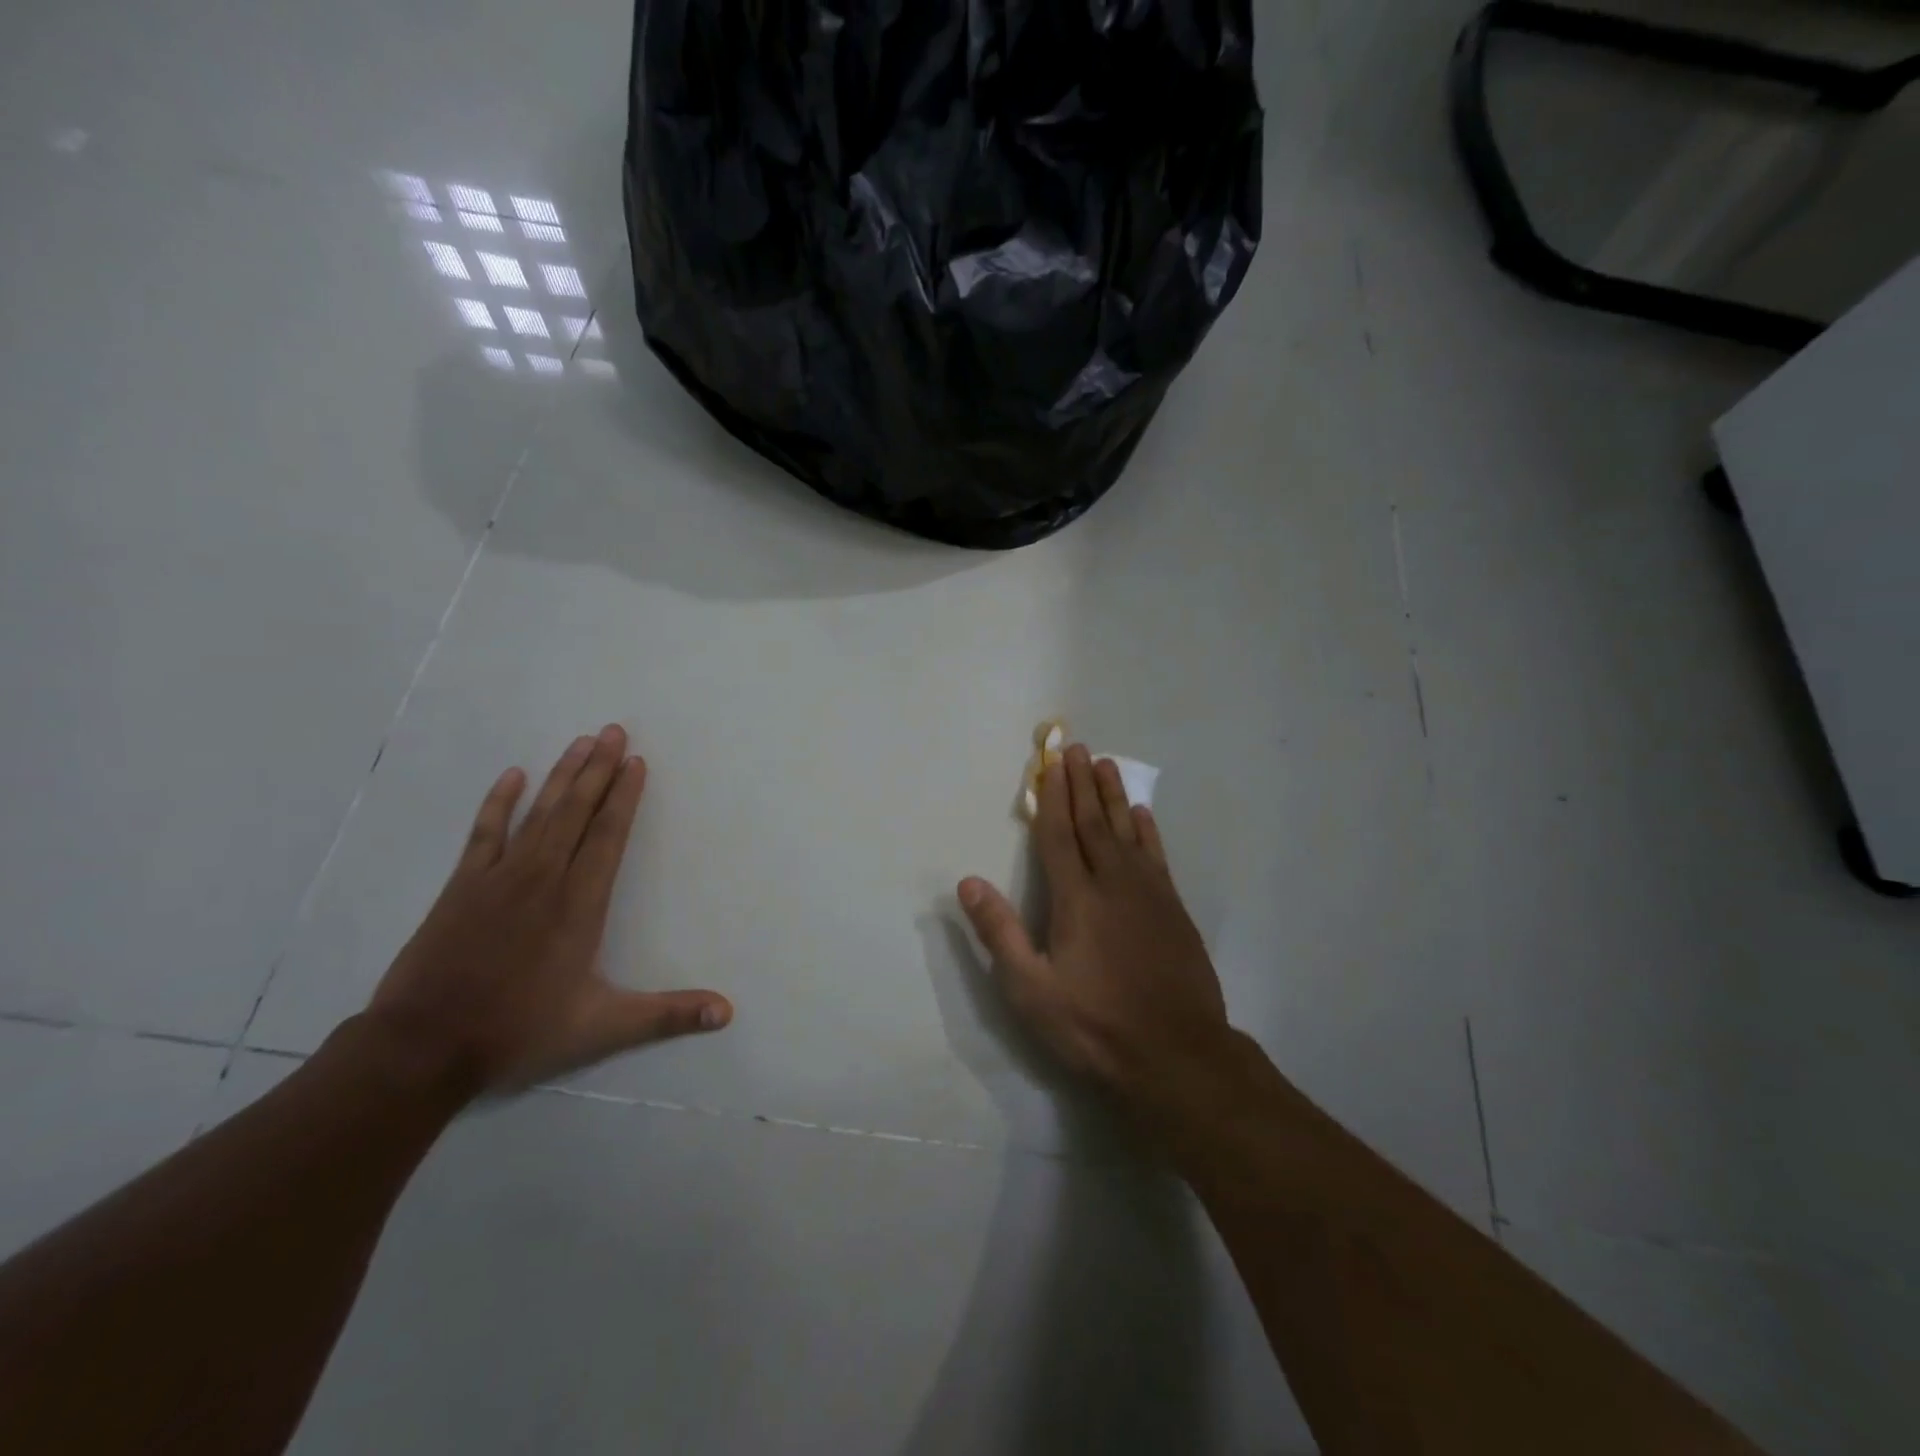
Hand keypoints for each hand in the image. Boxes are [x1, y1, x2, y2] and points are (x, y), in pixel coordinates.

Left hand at [368, 724, 731, 1094]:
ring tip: (581, 741)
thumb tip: (727, 1012)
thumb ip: (667, 1015)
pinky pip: (485, 833)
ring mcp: (499, 878)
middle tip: (614, 731)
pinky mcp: (462, 887)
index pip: (609, 837)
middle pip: (577, 812)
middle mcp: (544, 879)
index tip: (636, 762)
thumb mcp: (602, 1028)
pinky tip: (513, 775)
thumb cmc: (519, 1032)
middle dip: (599, 770)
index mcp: (579, 904)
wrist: (422, 1048)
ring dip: (563, 775)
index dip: (625, 797)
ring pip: (540, 813)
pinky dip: (499, 802)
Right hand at [958, 744, 1229, 1112]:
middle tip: (1076, 747)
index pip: (1059, 835)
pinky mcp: (1174, 910)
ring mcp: (1149, 894)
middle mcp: (1114, 884)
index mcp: (1076, 899)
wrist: (1177, 1055)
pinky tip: (1141, 815)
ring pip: (1127, 831)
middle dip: (1081, 783)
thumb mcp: (1031, 990)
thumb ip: (999, 932)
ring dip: (1114, 796)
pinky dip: (1147, 831)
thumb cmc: (1095, 1026)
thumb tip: (968, 882)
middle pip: (1093, 823)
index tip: (1049, 763)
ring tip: (1106, 764)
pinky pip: (1156, 856)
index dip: (1052, 797)